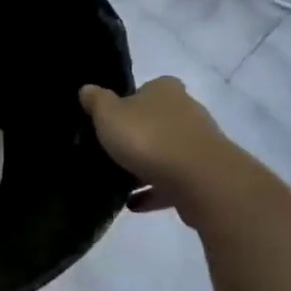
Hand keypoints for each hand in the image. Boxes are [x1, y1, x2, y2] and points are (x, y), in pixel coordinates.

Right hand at [80, 78, 232, 216]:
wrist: (200, 179)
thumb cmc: (149, 138)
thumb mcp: (109, 115)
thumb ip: (96, 101)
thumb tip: (87, 89)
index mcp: (165, 90)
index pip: (147, 88)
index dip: (129, 101)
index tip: (111, 119)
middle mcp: (187, 111)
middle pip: (158, 120)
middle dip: (139, 134)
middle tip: (112, 149)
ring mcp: (198, 144)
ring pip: (166, 151)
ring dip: (146, 165)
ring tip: (119, 180)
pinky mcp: (204, 175)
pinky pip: (172, 181)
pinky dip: (153, 190)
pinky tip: (133, 203)